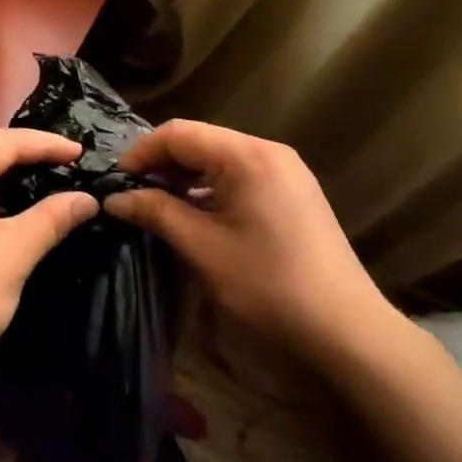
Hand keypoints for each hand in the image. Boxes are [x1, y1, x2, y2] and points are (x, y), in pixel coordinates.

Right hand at [105, 120, 401, 362]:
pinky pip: (241, 173)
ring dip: (186, 174)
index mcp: (246, 155)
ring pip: (221, 157)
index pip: (179, 133)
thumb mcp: (203, 248)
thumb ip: (157, 213)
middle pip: (201, 140)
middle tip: (133, 193)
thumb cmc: (268, 284)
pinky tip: (197, 213)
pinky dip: (212, 186)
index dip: (142, 152)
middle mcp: (268, 150)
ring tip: (158, 204)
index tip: (117, 181)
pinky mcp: (294, 190)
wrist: (346, 329)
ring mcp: (286, 169)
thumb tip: (115, 199)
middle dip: (162, 162)